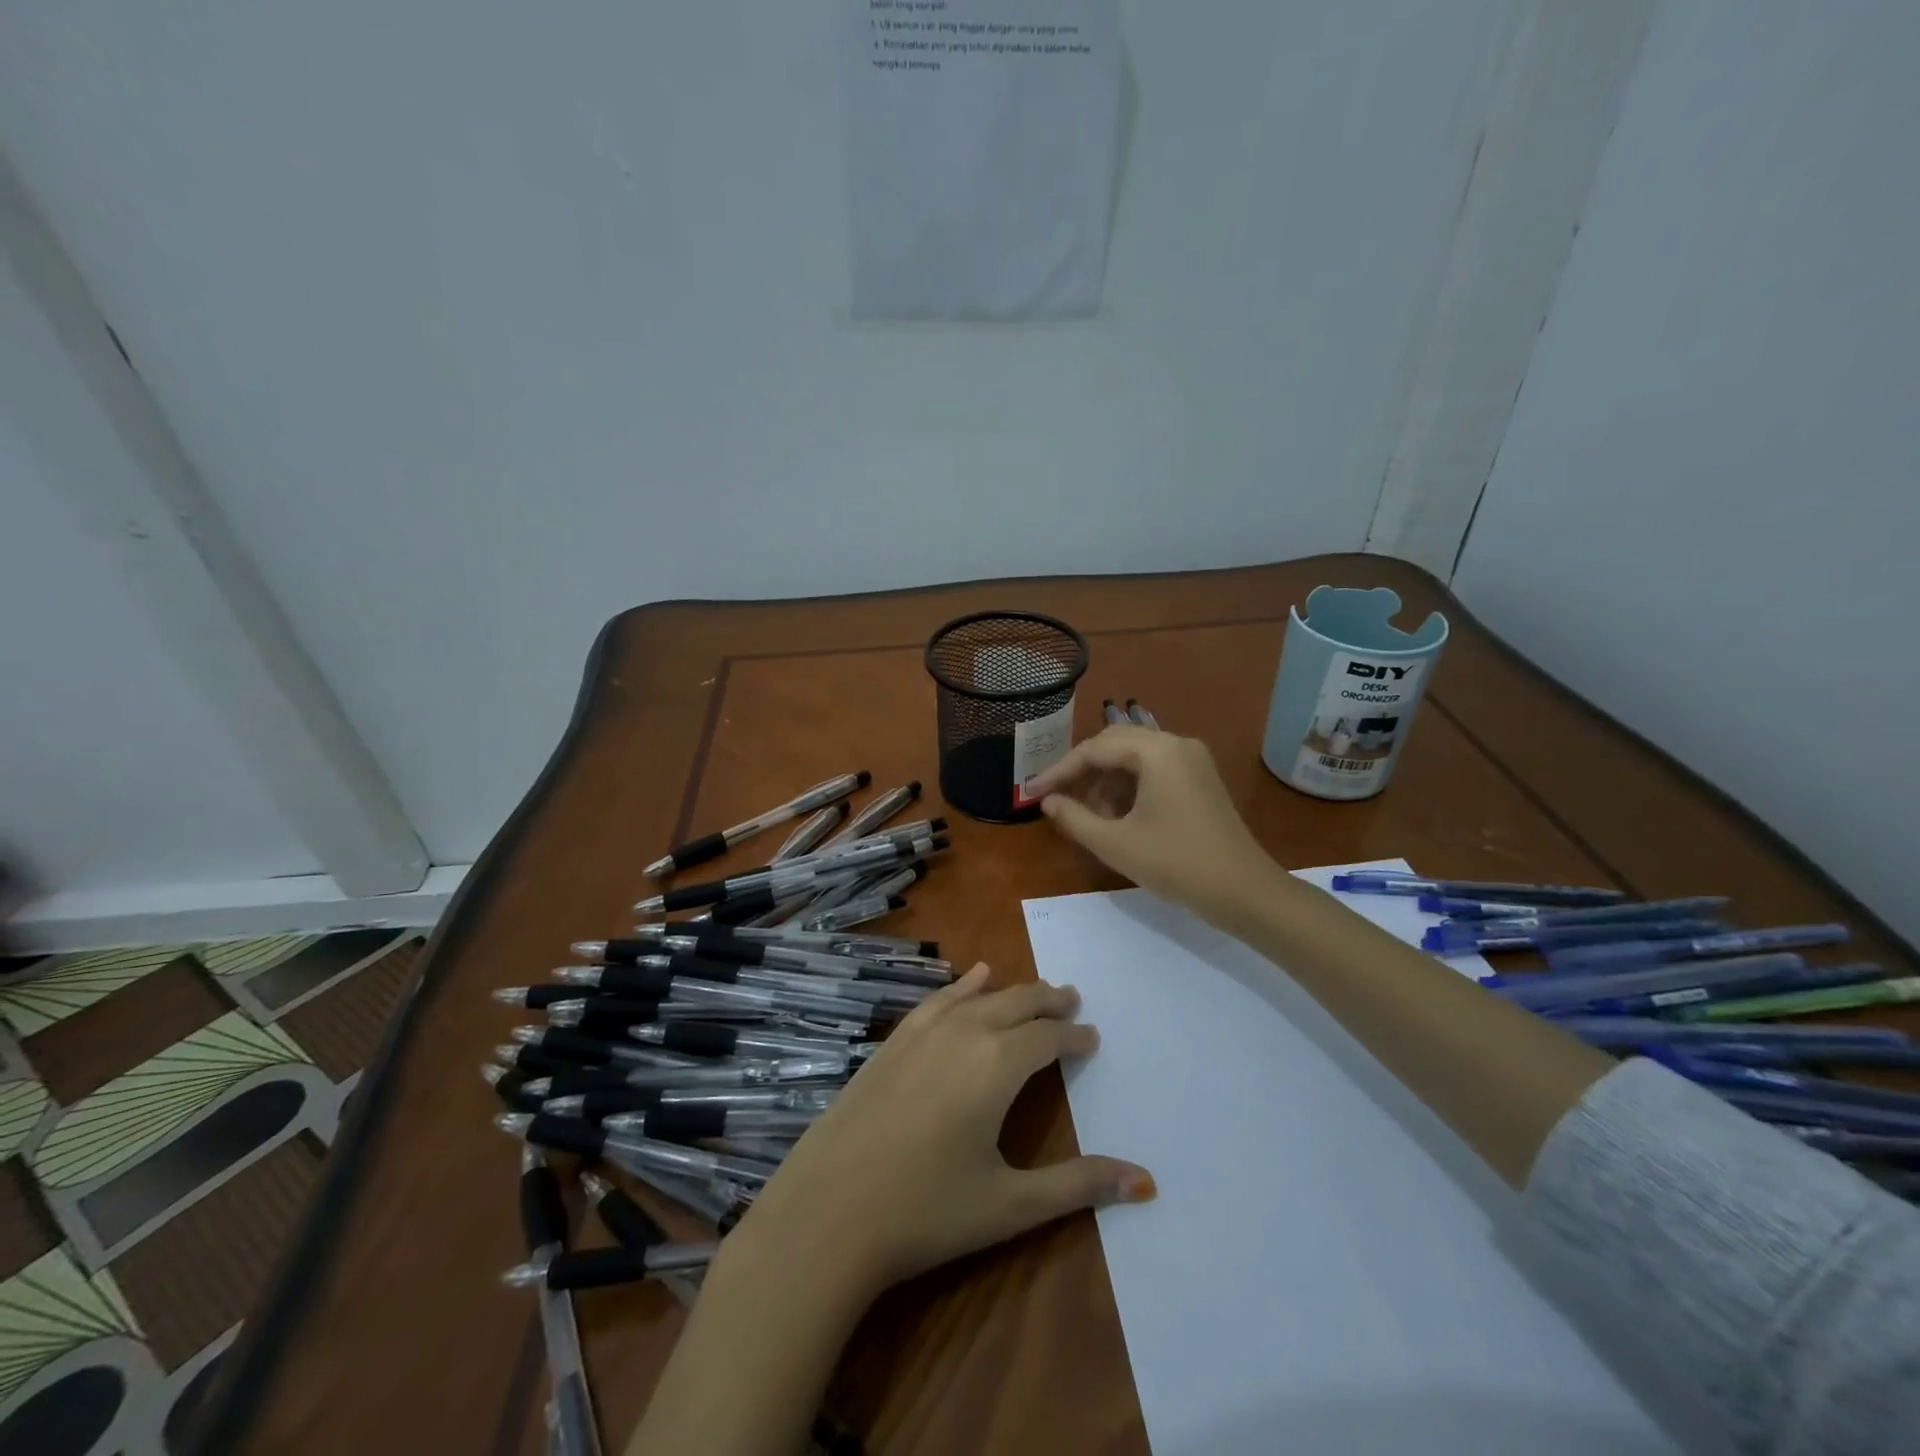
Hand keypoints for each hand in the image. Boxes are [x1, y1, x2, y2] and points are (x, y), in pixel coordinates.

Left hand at [727, 964, 1153, 1301]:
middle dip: (1049, 1002)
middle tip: (1072, 1001)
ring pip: (980, 995)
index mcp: (998, 1064)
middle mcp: (965, 1031)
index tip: (1092, 1039)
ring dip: (1012, 992)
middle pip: (1017, 1003)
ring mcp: (923, 1030)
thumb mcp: (1011, 1205)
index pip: (1048, 1038)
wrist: (828, 1210)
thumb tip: (1147, 1183)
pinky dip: (963, 985)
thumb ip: (1079, 1186)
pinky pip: (939, 998)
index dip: (1074, 1037)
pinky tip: (972, 977)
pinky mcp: (894, 1039)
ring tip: (1035, 991)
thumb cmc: (926, 1210)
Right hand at [1030, 725, 1277, 927]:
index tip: (1031, 793)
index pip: (1095, 749)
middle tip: (1054, 798)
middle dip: (1081, 772)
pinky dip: (1128, 788)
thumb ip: (1074, 818)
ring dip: (1105, 782)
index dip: (1059, 771)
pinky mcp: (1199, 779)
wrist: (1245, 893)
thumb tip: (1047, 801)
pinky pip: (1153, 771)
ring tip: (1086, 815)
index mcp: (1157, 751)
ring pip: (1133, 758)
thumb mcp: (1116, 843)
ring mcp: (1192, 760)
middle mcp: (1176, 743)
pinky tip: (1115, 816)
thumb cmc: (1176, 864)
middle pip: (1114, 745)